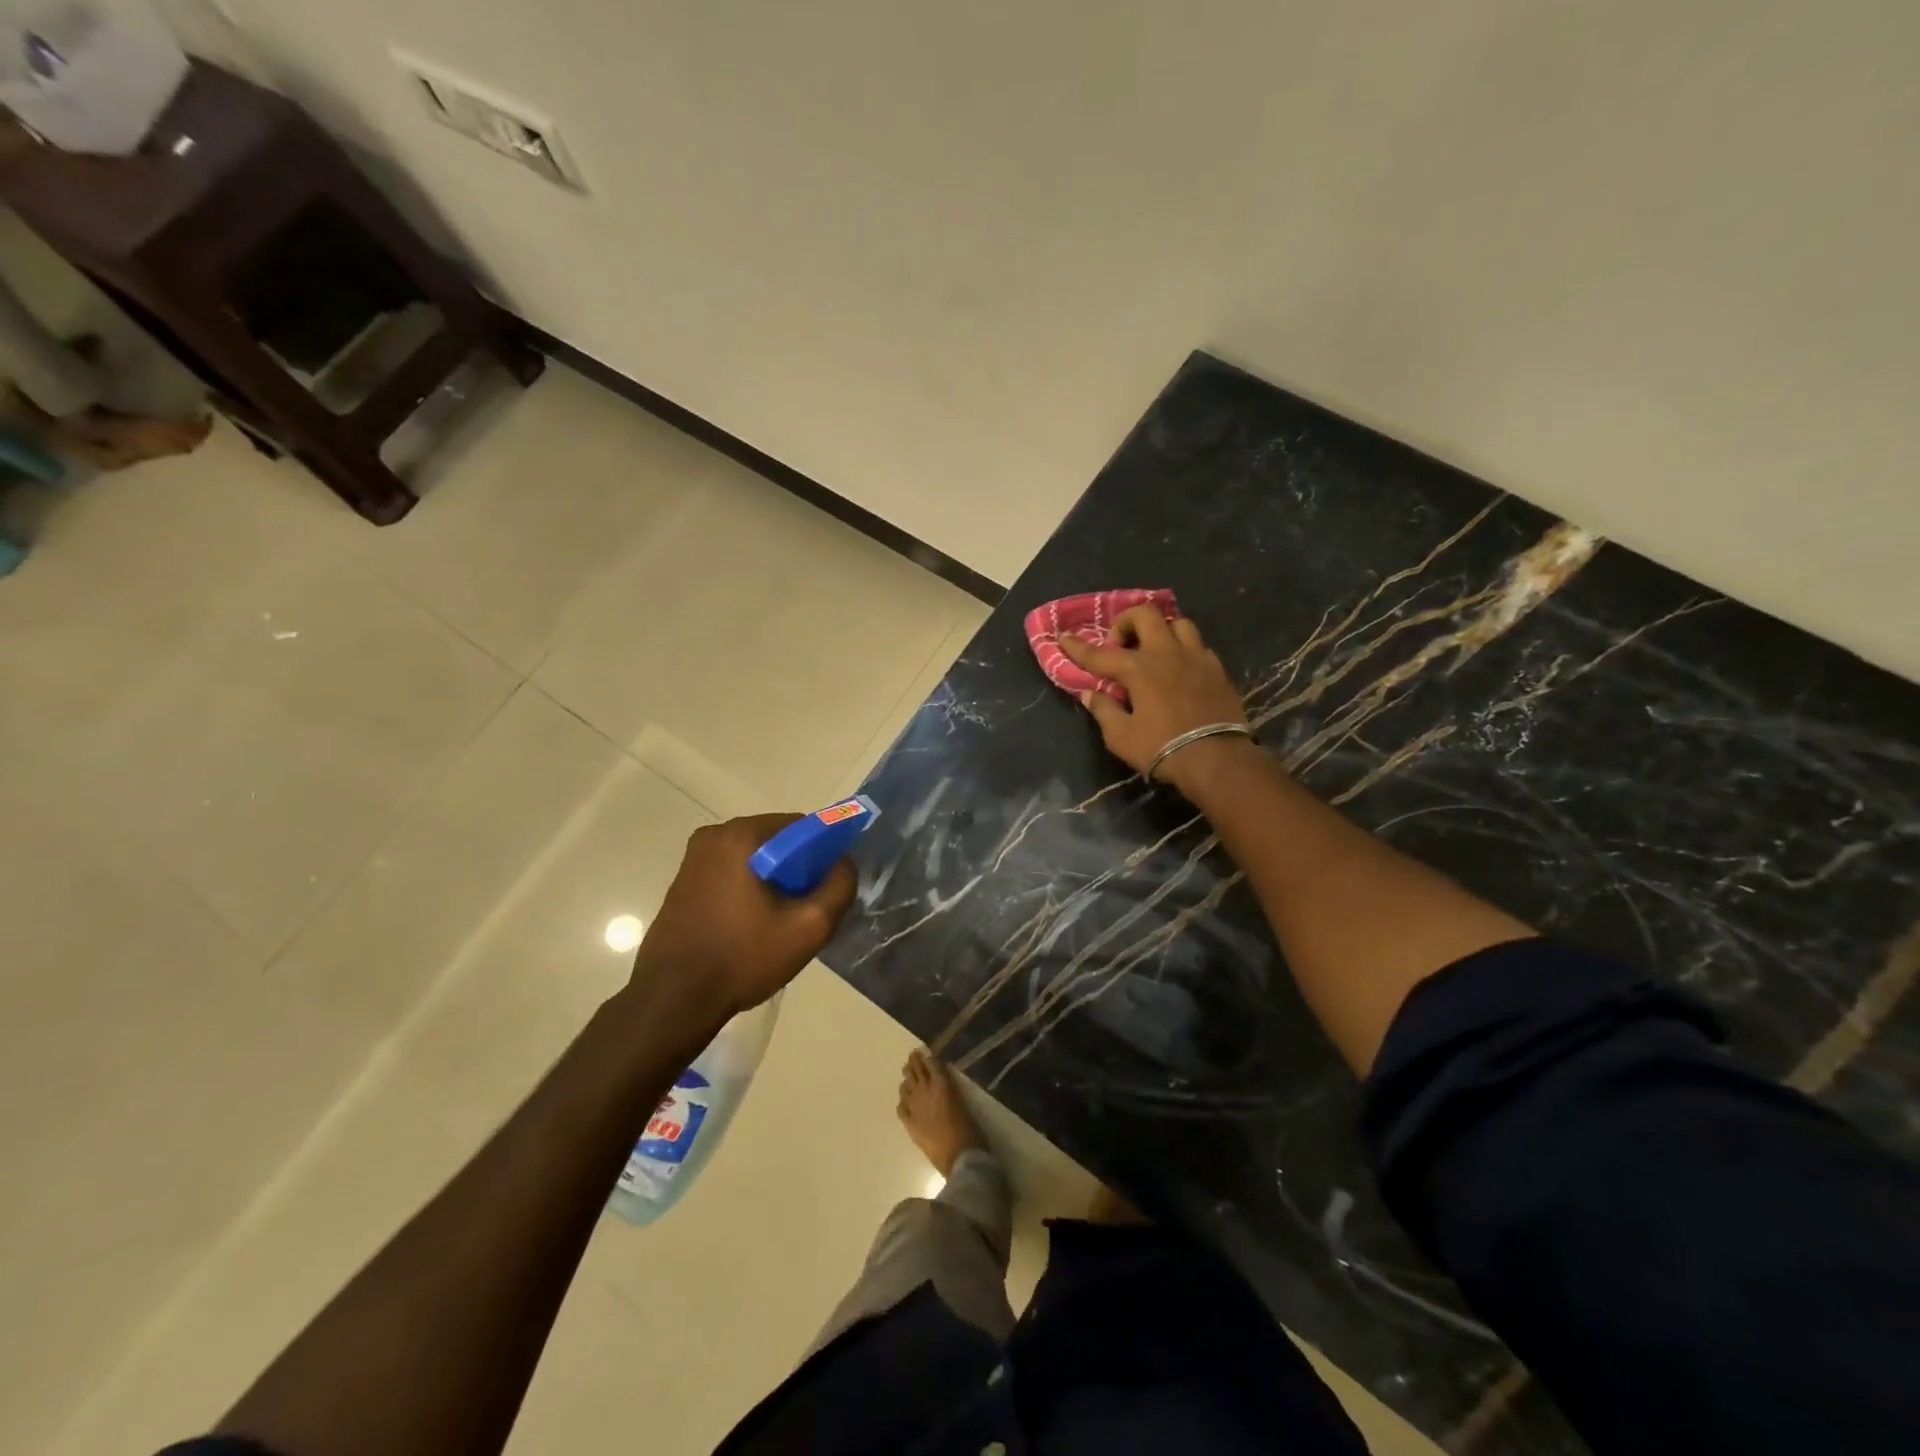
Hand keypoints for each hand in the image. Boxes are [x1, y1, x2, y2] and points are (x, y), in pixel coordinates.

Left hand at [631, 814, 856, 1020]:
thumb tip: (843, 862)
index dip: (823, 854)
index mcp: (741, 835)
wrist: (673, 1001)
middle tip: (804, 910)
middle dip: (797, 869)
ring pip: (754, 859)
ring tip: (778, 923)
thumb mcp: (809, 926)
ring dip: (773, 882)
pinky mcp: (682, 882)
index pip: (801, 827)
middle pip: (776, 841)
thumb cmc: (743, 958)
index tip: (825, 888)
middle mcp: (713, 836)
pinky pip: (731, 873)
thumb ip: (839, 886)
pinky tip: (751, 927)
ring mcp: (693, 859)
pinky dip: (749, 890)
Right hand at [1060, 607, 1249, 788]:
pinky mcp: (1217, 669)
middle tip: (1119, 645)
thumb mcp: (1121, 737)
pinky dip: (1183, 650)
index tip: (1063, 637)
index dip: (1078, 647)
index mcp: (1138, 668)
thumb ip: (1104, 711)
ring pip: (1178, 623)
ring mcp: (1196, 657)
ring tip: (1153, 650)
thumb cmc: (1162, 748)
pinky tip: (1180, 668)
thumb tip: (1092, 694)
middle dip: (1126, 622)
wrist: (1217, 758)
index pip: (1100, 654)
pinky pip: (1198, 646)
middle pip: (1145, 615)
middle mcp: (1166, 653)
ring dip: (1161, 630)